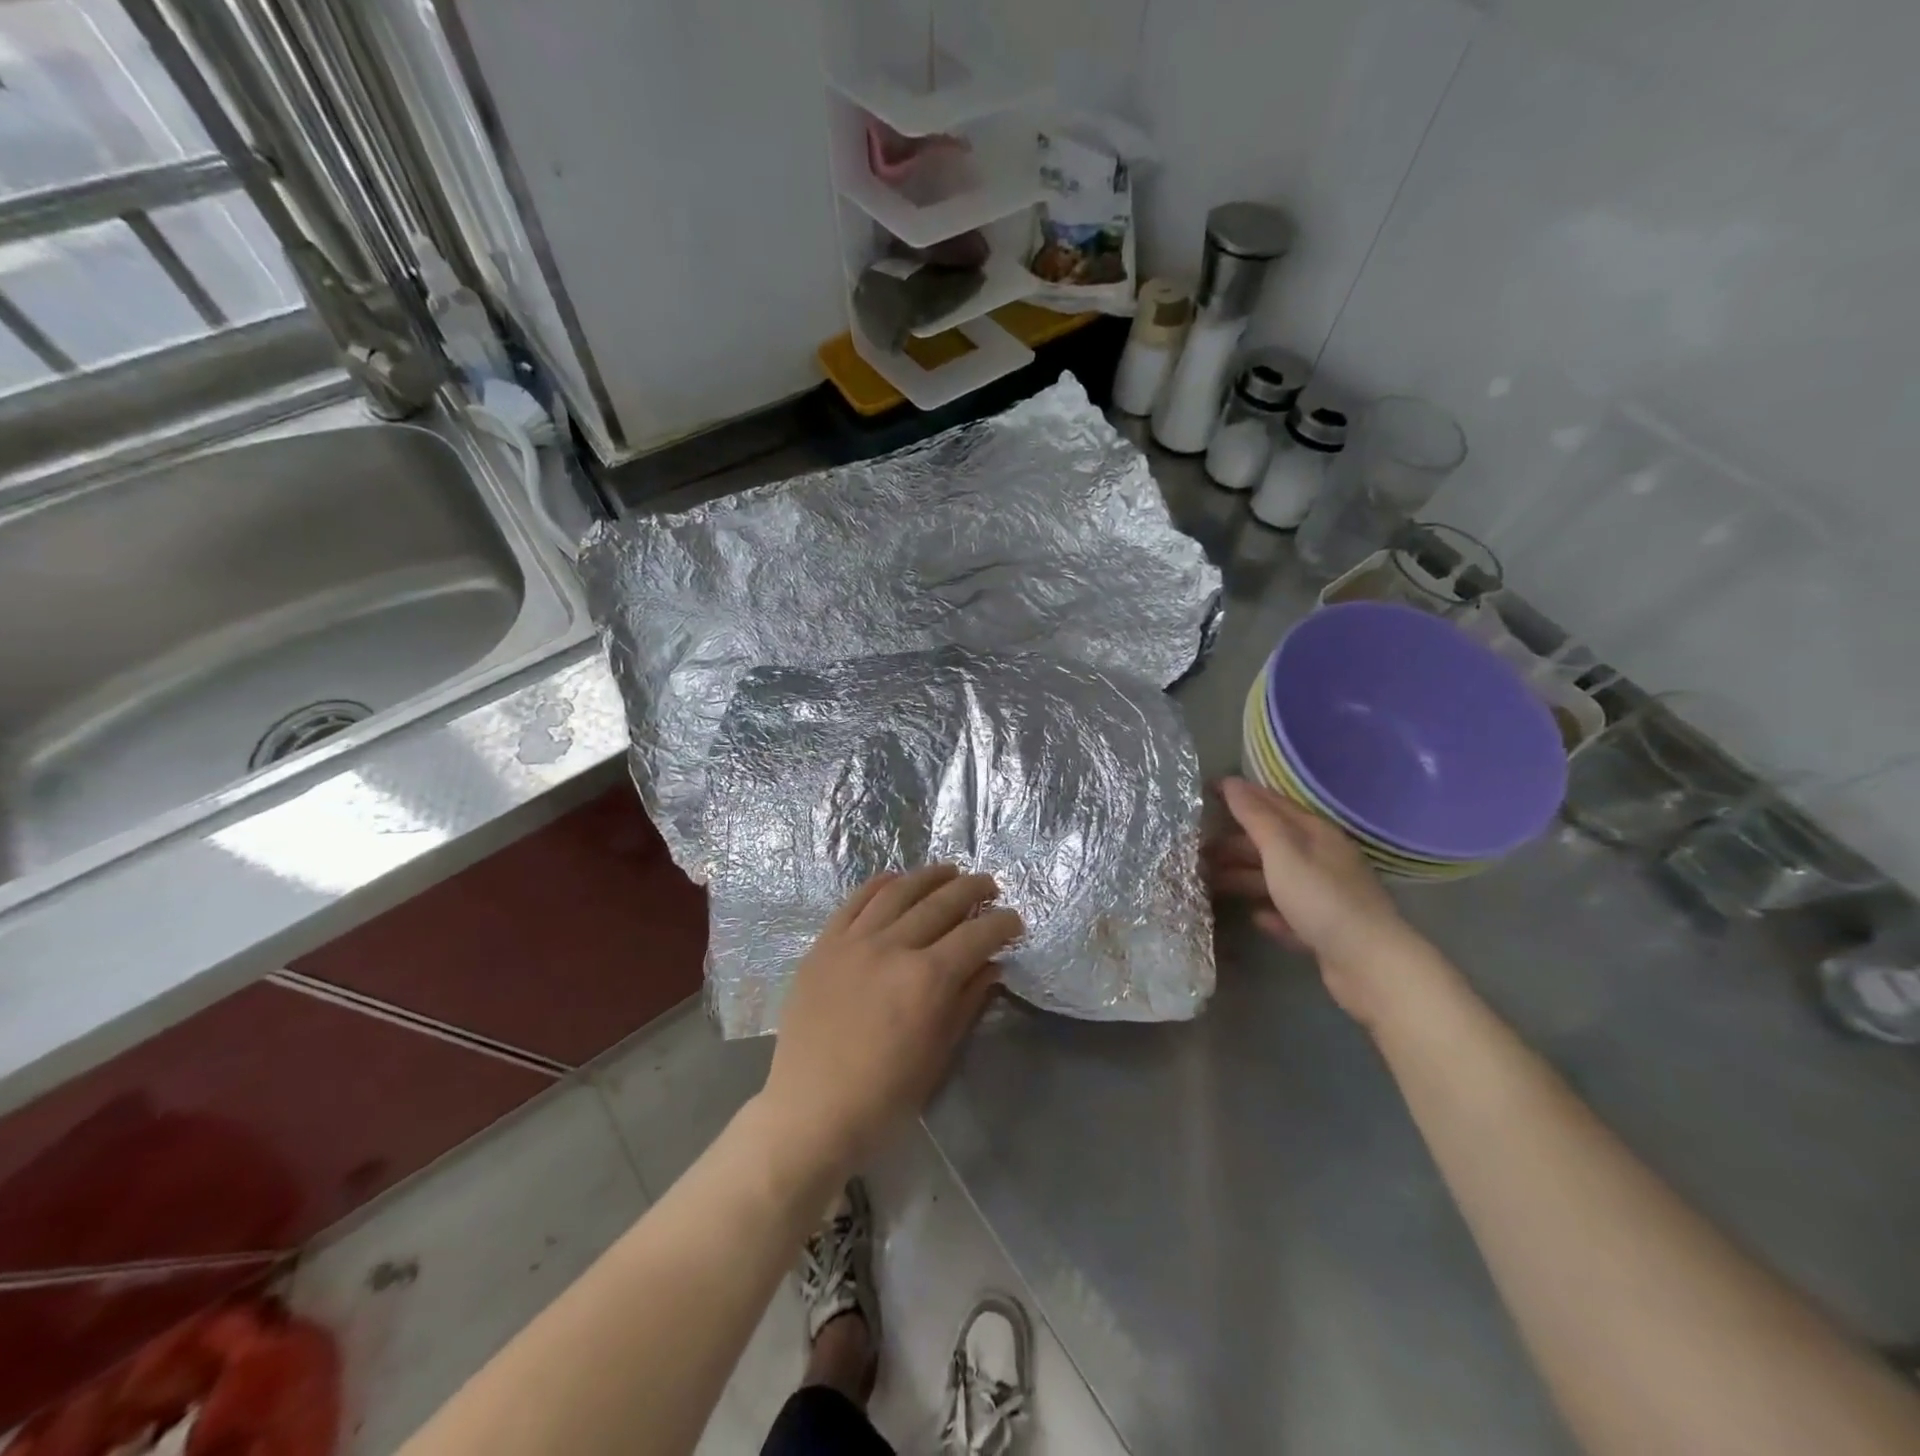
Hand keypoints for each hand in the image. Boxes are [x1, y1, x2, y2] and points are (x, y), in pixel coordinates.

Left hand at [759, 866, 1023, 1177]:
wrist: (810, 1112)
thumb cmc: (883, 1098)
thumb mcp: (938, 1056)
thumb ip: (967, 1002)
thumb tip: (992, 965)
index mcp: (927, 980)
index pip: (976, 934)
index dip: (1002, 923)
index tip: (1015, 921)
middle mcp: (892, 947)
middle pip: (941, 902)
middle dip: (973, 889)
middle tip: (990, 885)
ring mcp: (853, 942)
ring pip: (898, 892)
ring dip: (930, 876)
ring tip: (950, 871)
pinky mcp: (824, 945)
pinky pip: (855, 901)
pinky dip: (880, 884)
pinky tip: (895, 879)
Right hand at [1207, 776, 1431, 1026]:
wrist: (1369, 964)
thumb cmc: (1321, 898)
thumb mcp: (1282, 851)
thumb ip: (1255, 818)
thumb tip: (1231, 783)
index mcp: (1316, 834)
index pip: (1273, 804)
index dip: (1240, 795)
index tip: (1206, 791)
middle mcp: (1322, 859)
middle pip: (1272, 843)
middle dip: (1234, 843)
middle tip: (1196, 848)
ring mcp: (1325, 895)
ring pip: (1276, 878)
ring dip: (1244, 877)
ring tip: (1209, 882)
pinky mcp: (1325, 929)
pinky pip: (1289, 913)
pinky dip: (1270, 911)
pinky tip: (1254, 917)